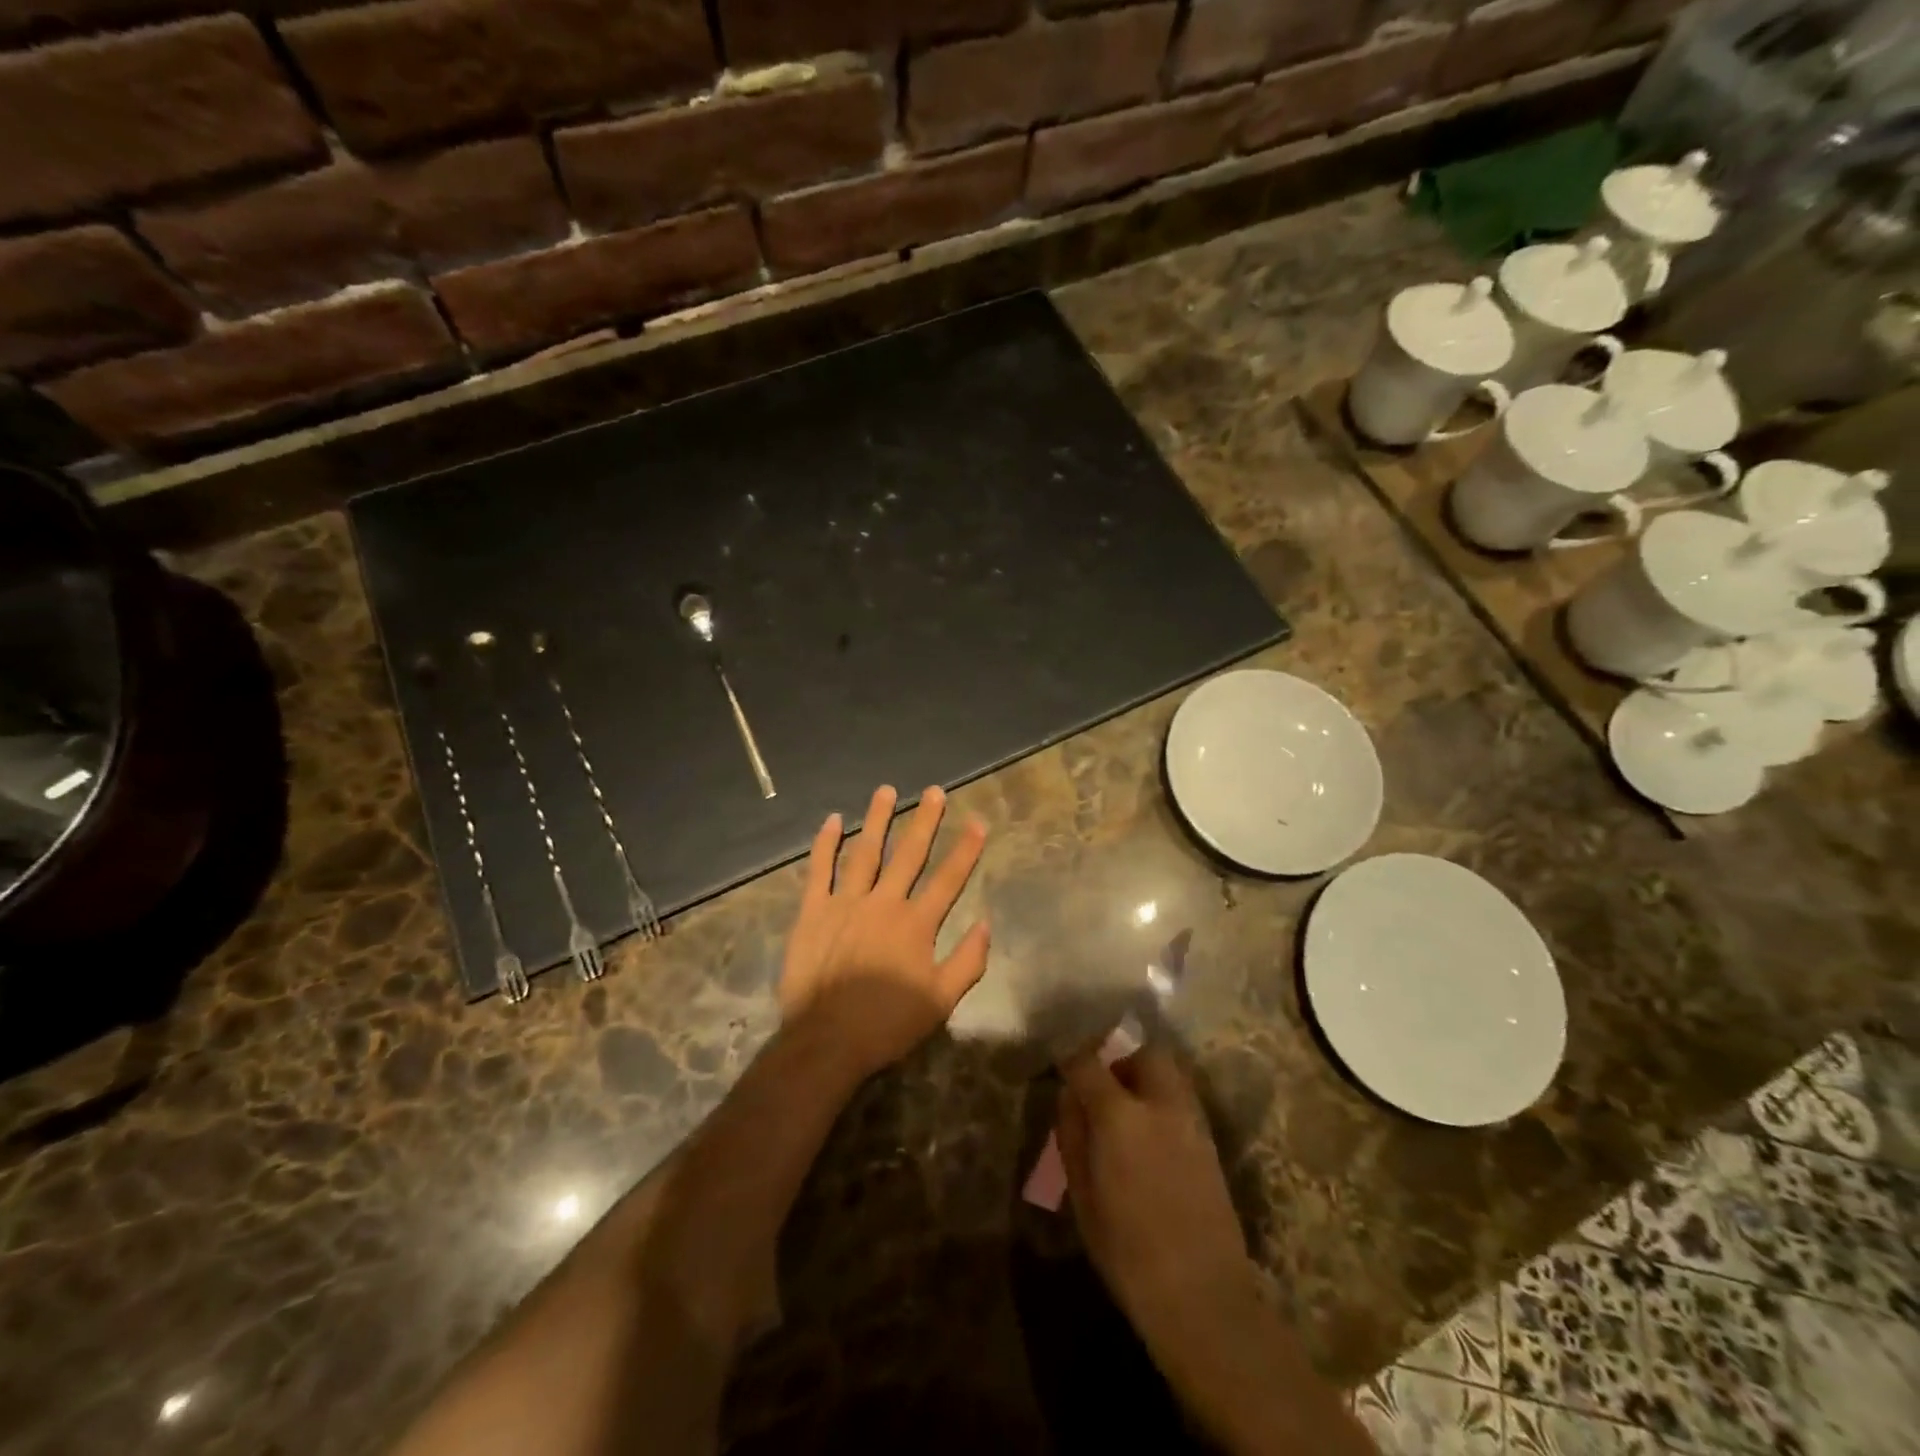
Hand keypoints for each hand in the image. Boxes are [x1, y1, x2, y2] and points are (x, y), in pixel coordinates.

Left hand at [780, 784, 989, 1079]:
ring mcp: (845, 903)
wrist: (826, 1041)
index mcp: (916, 924)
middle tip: (934, 791)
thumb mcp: (940, 1001)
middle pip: (909, 854)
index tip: (977, 821)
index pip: (948, 879)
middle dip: (924, 821)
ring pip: (865, 851)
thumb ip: (967, 961)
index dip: (965, 849)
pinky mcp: (812, 911)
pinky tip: (833, 821)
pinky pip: (819, 870)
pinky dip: (825, 844)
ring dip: (877, 819)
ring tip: (885, 790)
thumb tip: (986, 924)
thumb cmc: (887, 1024)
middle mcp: (884, 903)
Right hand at [1055, 1046, 1253, 1341]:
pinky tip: (1150, 1131)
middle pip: (1142, 1051)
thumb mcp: (1082, 1195)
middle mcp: (1160, 1103)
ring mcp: (1191, 1119)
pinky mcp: (1210, 1141)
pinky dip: (1162, 1097)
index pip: (1087, 1062)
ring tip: (1125, 1106)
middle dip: (1119, 1057)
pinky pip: (1182, 1097)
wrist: (1203, 1296)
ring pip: (1168, 1070)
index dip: (1070, 1058)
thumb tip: (1068, 1096)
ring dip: (1144, 1073)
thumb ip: (1072, 1135)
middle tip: (1100, 1083)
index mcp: (1119, 1114)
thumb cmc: (1128, 1251)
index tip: (1060, 1065)